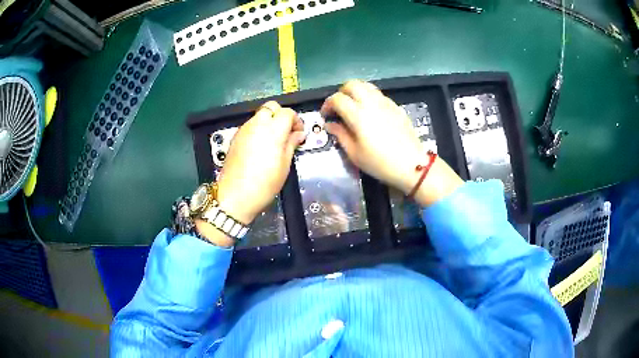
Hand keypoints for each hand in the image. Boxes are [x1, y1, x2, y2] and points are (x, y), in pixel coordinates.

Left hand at [216, 101, 305, 223]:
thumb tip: (298, 134)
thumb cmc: (264, 183)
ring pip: (259, 115)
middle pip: (271, 107)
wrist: (235, 195)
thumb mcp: (285, 165)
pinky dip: (258, 129)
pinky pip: (250, 126)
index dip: (296, 120)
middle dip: (281, 115)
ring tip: (273, 141)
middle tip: (286, 132)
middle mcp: (257, 125)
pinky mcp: (235, 137)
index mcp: (273, 130)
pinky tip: (260, 147)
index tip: (298, 133)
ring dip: (269, 122)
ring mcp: (244, 130)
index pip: (287, 112)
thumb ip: (291, 144)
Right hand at [321, 80, 462, 205]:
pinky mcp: (396, 106)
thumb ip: (340, 135)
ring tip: (353, 107)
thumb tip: (330, 124)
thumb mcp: (355, 154)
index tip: (326, 116)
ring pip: (366, 86)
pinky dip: (369, 97)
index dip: (327, 104)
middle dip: (341, 92)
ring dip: (356, 92)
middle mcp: (371, 103)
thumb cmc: (380, 163)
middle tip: (339, 107)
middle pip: (352, 84)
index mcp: (358, 115)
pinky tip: (370, 113)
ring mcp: (386, 103)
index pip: (337, 99)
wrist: (412, 165)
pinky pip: (378, 94)